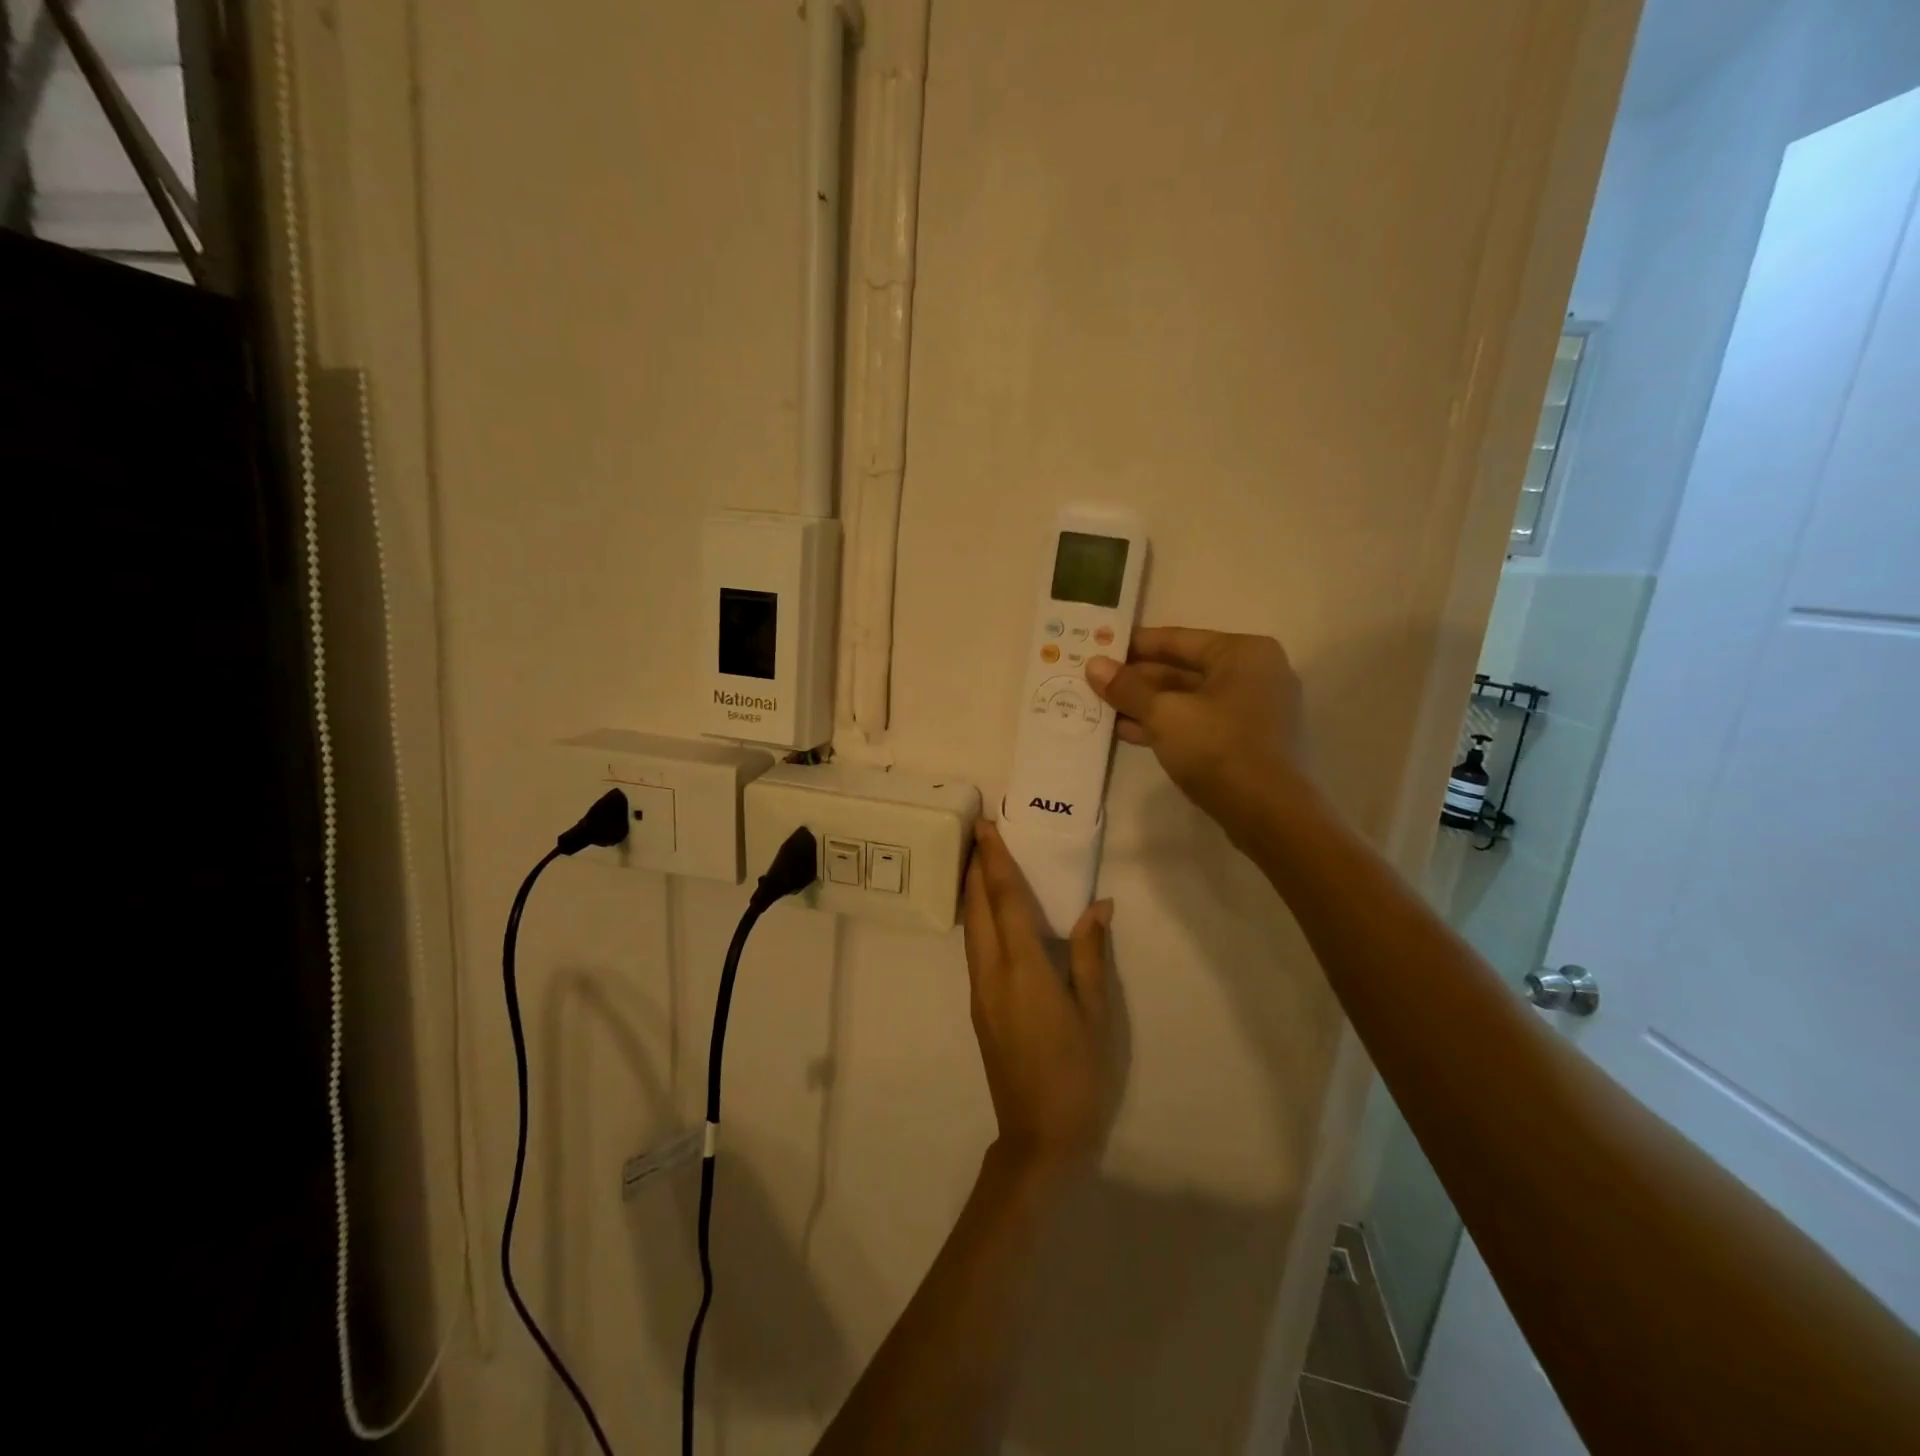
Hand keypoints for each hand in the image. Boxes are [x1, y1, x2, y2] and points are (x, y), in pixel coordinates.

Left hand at [963, 821, 1113, 1179]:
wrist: (1039, 1136)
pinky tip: (990, 915)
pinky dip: (978, 919)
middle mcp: (991, 973)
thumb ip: (1090, 955)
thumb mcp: (1096, 1013)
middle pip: (977, 908)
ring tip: (980, 862)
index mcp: (1022, 969)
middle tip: (979, 832)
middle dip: (975, 867)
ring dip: (972, 892)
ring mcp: (979, 992)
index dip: (993, 860)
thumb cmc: (1078, 1073)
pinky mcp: (978, 1007)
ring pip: (970, 928)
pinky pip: (974, 949)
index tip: (984, 826)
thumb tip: (1099, 906)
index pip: (1003, 900)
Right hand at [1084, 626, 1306, 845]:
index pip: (1177, 639)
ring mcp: (1254, 710)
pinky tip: (1127, 731)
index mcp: (1243, 653)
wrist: (1269, 814)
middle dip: (1137, 678)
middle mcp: (1254, 673)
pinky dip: (1166, 725)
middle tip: (1094, 681)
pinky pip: (1199, 722)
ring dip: (1146, 704)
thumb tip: (1093, 665)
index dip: (1133, 645)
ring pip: (1188, 699)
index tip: (1098, 647)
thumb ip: (1127, 688)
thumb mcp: (1164, 714)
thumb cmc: (1218, 748)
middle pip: (1183, 669)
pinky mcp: (1247, 742)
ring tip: (1101, 707)